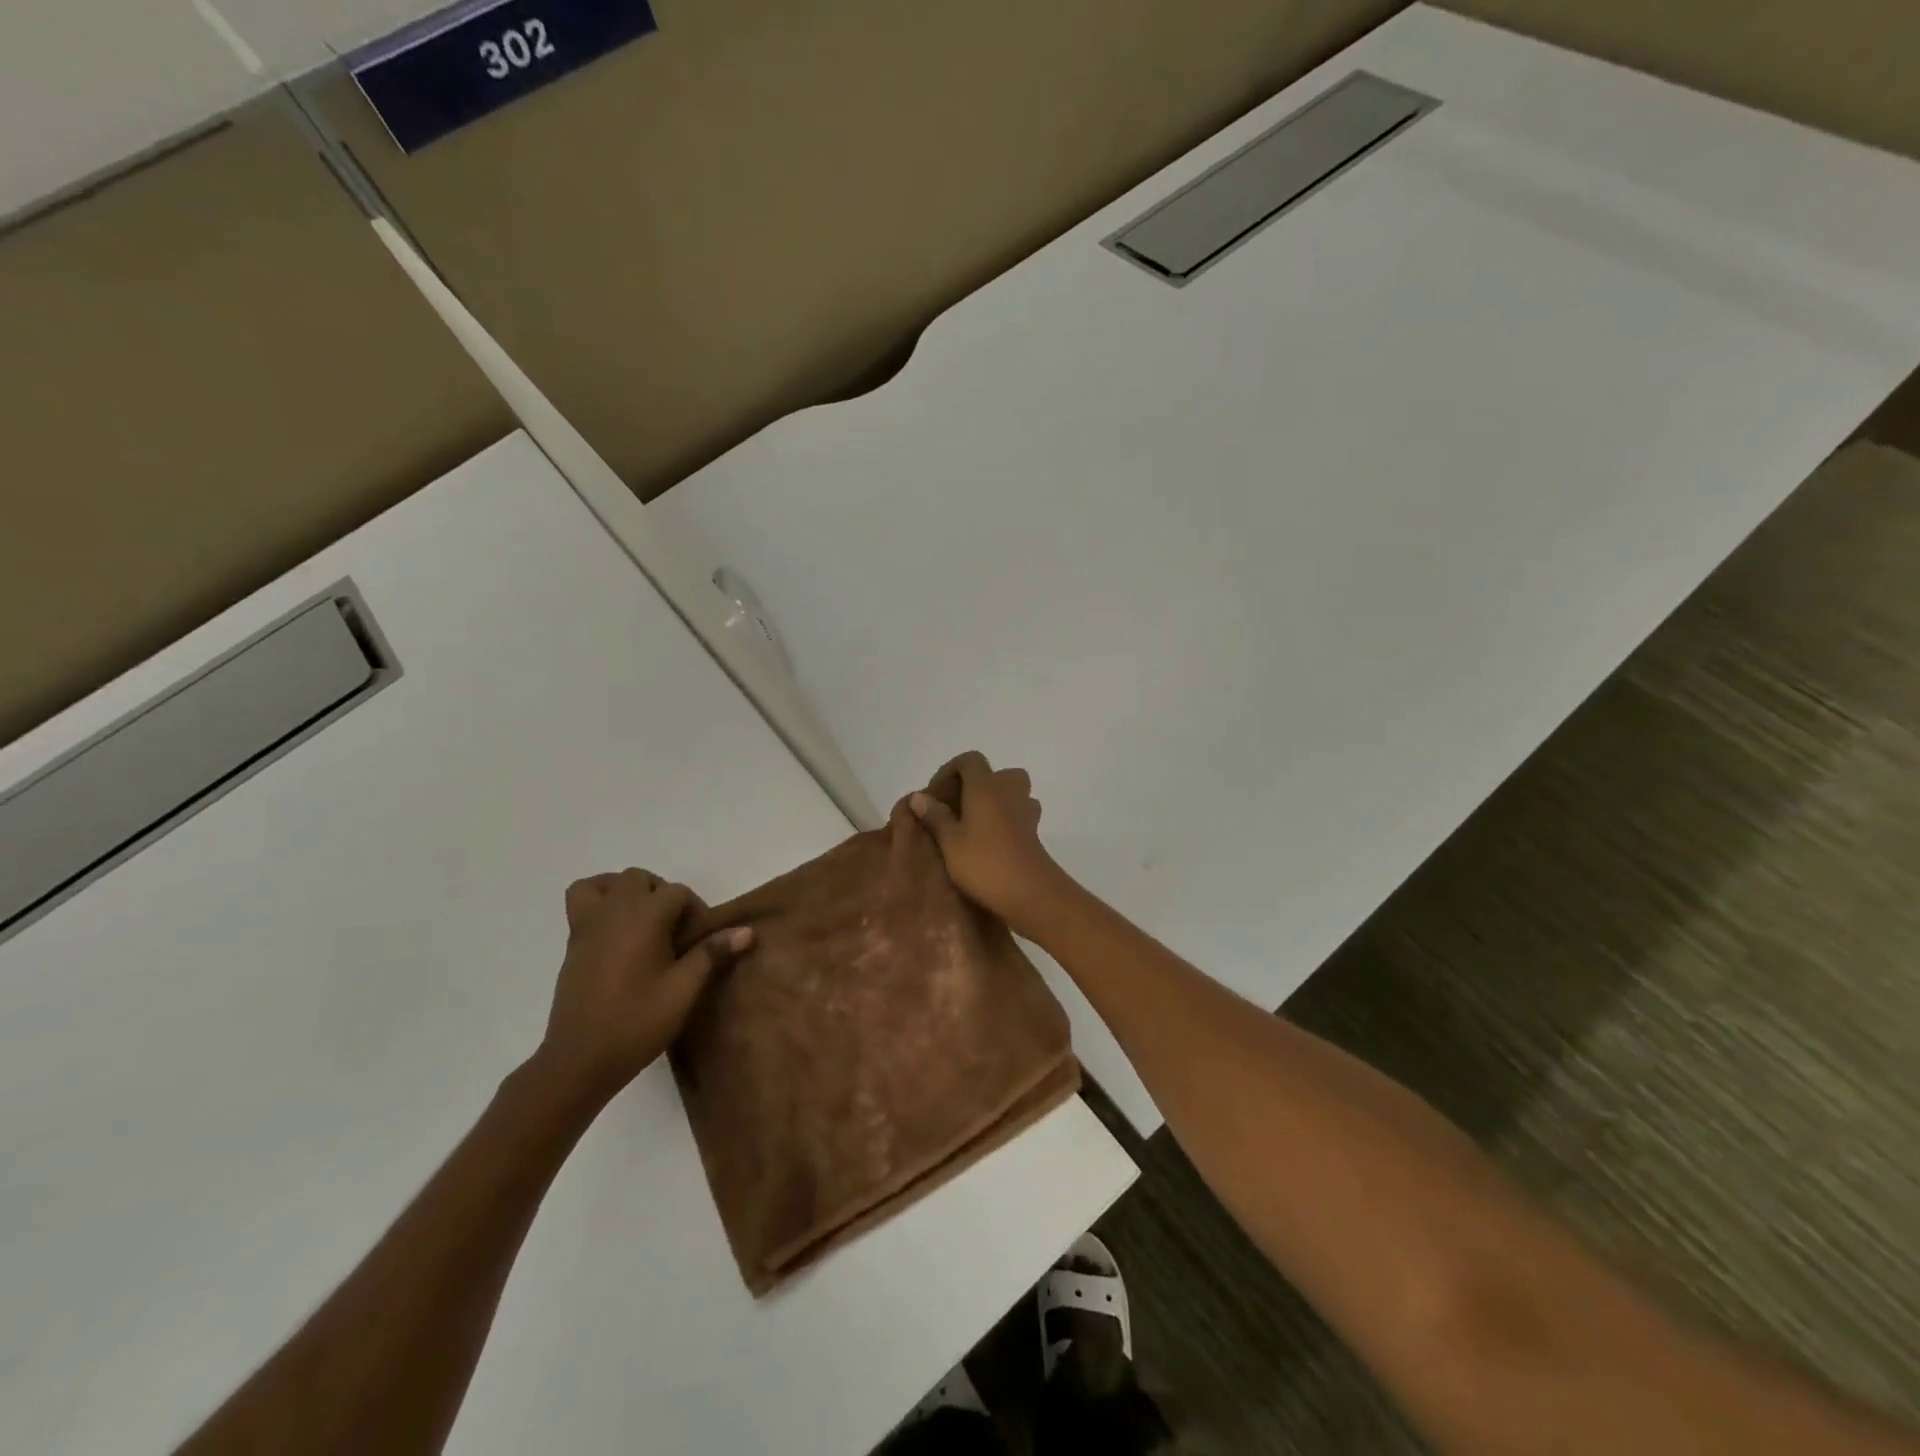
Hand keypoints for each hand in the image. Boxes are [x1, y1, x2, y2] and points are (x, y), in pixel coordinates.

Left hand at [534, 869, 751, 1104]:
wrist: (580, 1060)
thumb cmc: (637, 1022)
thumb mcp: (684, 990)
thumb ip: (712, 953)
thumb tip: (746, 931)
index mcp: (644, 917)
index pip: (677, 892)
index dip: (694, 911)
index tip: (700, 941)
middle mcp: (614, 911)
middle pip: (640, 879)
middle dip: (662, 895)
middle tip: (675, 930)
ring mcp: (588, 925)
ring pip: (607, 883)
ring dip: (627, 892)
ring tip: (642, 922)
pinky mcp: (573, 943)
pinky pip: (582, 901)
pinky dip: (598, 902)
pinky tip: (616, 933)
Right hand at [909, 752, 1072, 936]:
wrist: (1031, 893)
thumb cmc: (985, 863)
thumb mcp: (950, 842)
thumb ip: (935, 816)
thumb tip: (919, 795)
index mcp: (986, 786)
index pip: (970, 760)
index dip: (950, 770)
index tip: (935, 795)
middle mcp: (1009, 791)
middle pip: (995, 774)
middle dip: (975, 786)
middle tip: (957, 809)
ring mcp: (1026, 811)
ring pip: (1011, 793)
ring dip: (993, 802)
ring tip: (973, 825)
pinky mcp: (1034, 832)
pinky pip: (1018, 813)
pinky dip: (1005, 819)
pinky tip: (991, 841)